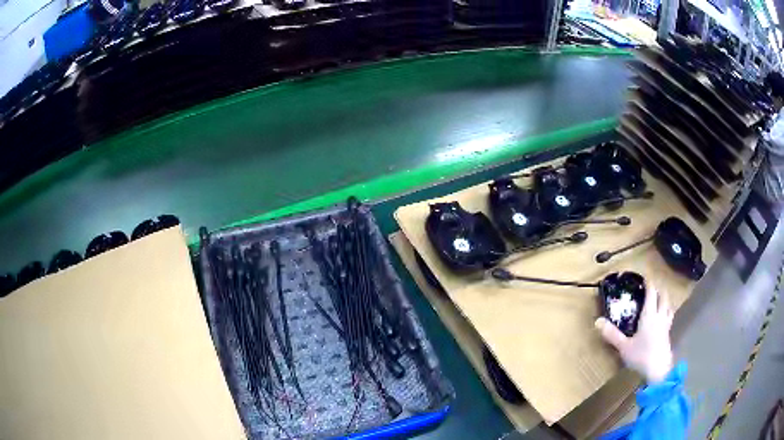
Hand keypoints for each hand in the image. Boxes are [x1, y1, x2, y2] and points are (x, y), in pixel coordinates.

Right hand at [595, 283, 674, 383]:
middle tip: (652, 287)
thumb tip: (597, 321)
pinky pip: (669, 317)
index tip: (645, 277)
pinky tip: (662, 319)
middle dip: (659, 289)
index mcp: (649, 315)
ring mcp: (665, 326)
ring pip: (668, 306)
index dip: (649, 283)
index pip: (651, 293)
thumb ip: (612, 334)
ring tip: (660, 300)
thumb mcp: (624, 347)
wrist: (659, 371)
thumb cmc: (641, 356)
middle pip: (663, 297)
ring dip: (665, 300)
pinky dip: (666, 312)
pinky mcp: (668, 335)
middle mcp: (659, 316)